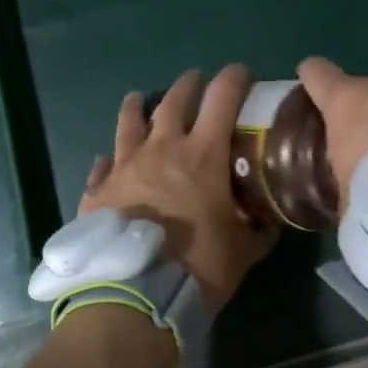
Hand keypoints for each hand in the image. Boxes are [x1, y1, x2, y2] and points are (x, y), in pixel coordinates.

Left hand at [79, 65, 275, 314]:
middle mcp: (162, 149)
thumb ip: (257, 230)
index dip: (234, 78)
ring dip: (138, 106)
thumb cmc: (198, 267)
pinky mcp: (98, 189)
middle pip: (174, 100)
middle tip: (195, 81)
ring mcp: (125, 165)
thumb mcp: (242, 251)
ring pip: (130, 121)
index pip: (223, 98)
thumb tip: (269, 222)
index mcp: (202, 156)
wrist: (136, 294)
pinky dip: (107, 160)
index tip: (241, 72)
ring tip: (140, 99)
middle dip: (189, 85)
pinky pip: (102, 165)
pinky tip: (106, 161)